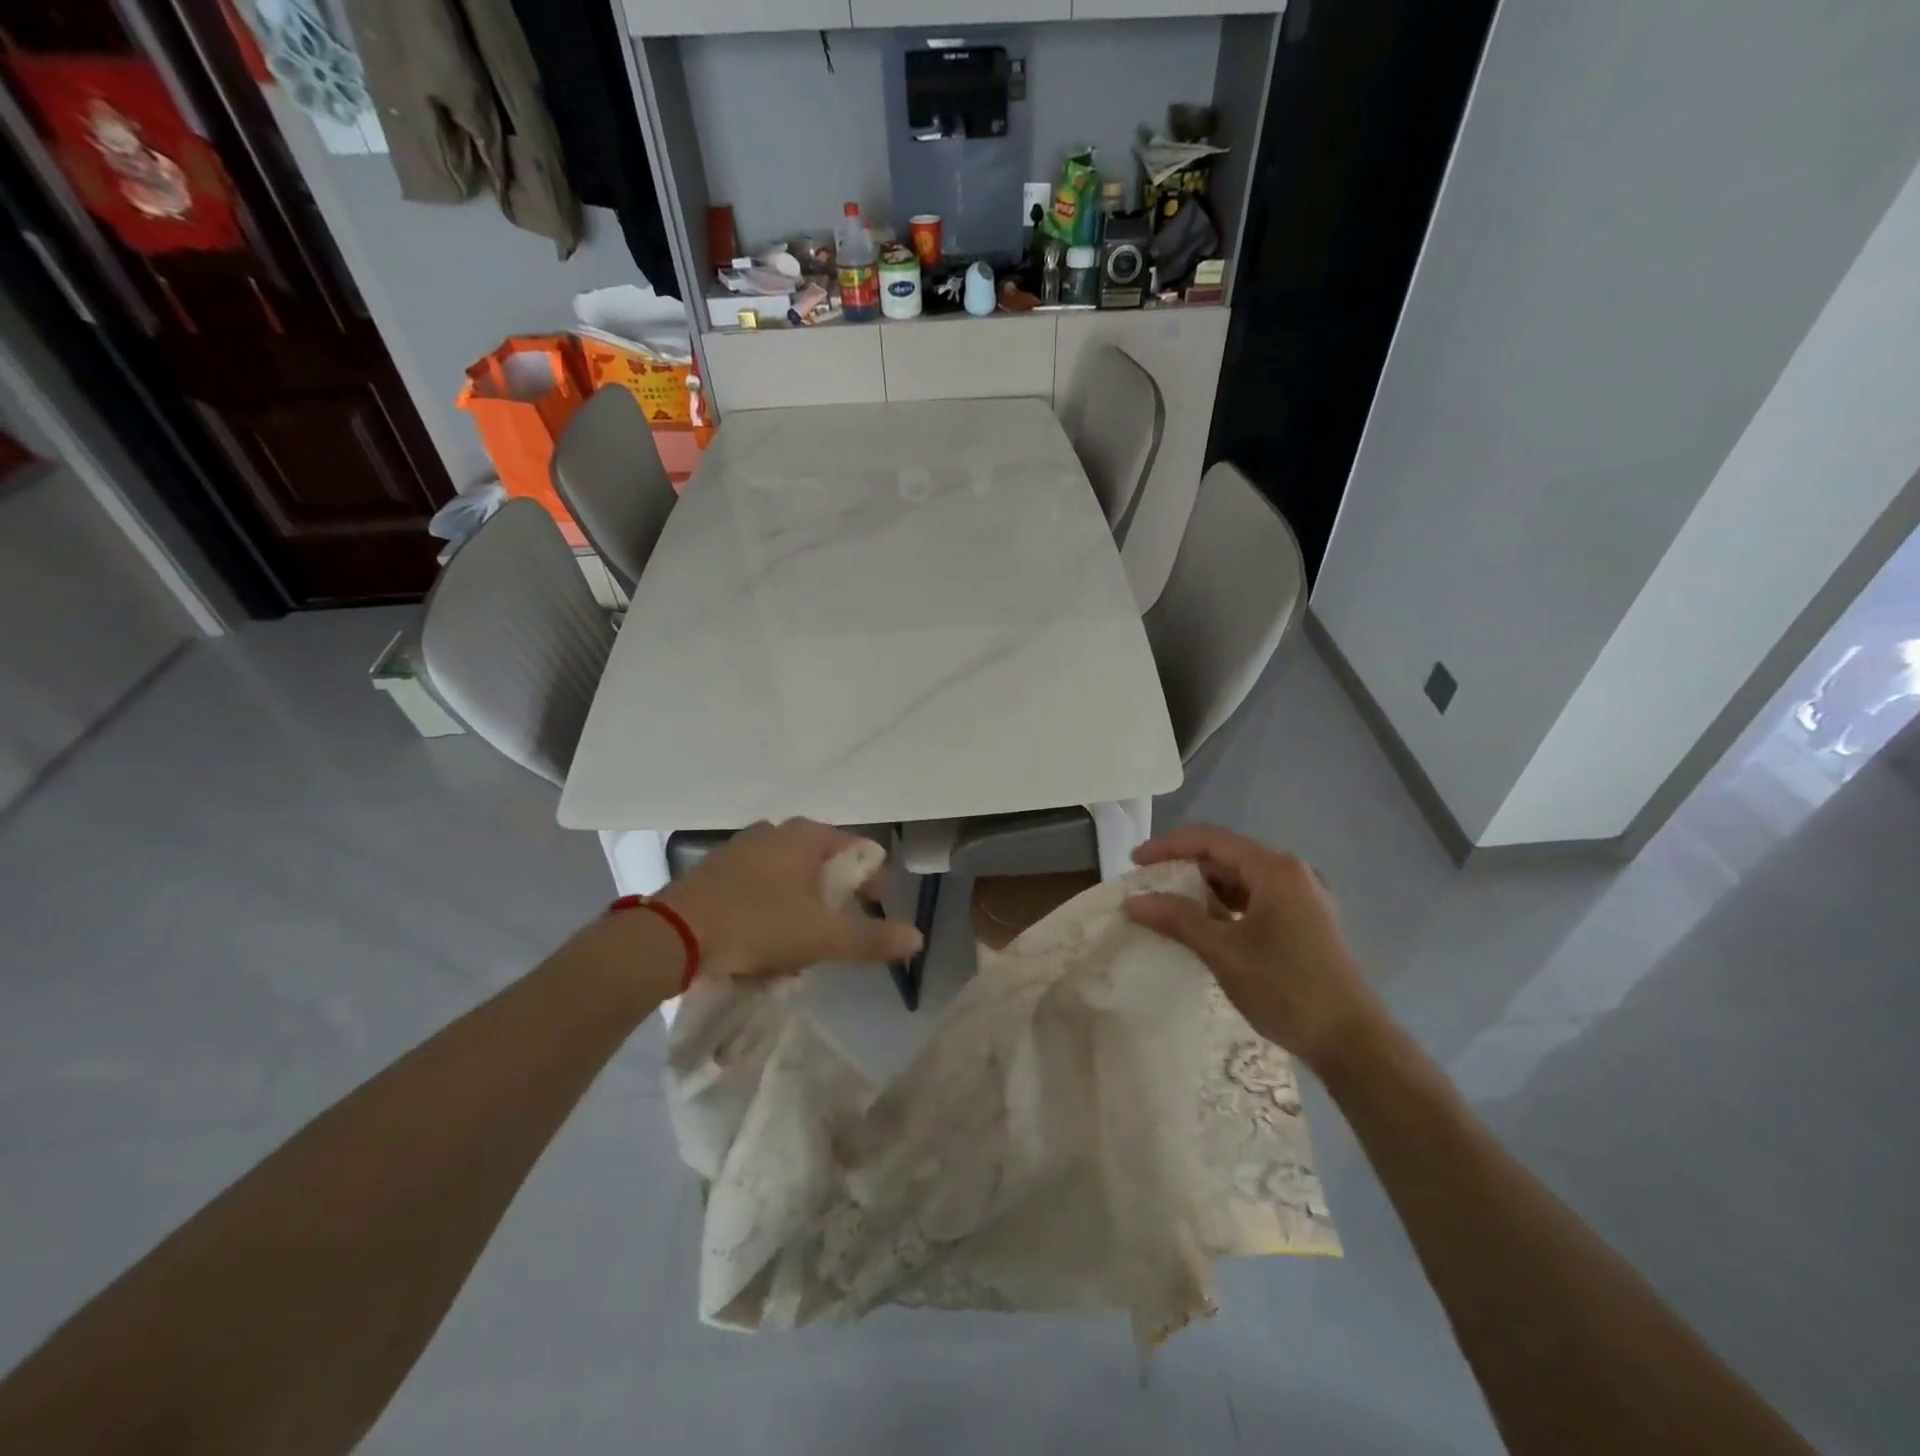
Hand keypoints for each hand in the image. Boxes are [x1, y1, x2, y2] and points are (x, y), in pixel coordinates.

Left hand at [656, 820, 922, 981]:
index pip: (860, 850)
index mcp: (807, 836)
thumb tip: (917, 938)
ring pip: (790, 875)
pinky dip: (772, 907)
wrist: (672, 937)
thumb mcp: (824, 937)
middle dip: (838, 897)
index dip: (876, 882)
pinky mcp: (714, 870)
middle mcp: (775, 830)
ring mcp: (741, 847)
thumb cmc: (759, 925)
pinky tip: (764, 939)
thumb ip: (873, 938)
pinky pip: (759, 885)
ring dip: (804, 905)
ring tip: (803, 942)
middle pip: (824, 863)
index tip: (878, 913)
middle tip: (840, 932)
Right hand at [1122, 824, 1383, 1071]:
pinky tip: (1203, 925)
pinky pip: (1255, 901)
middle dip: (1183, 867)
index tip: (1134, 862)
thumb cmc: (1286, 987)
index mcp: (1275, 869)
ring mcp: (1302, 899)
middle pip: (1226, 856)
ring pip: (1241, 880)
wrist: (1353, 1042)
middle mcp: (1292, 874)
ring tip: (1167, 905)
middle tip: (1146, 885)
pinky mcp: (1305, 923)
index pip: (1210, 840)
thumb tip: (1133, 901)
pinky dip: (1224, 907)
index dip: (1168, 846)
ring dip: (1203, 889)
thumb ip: (1177, 919)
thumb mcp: (1224, 951)